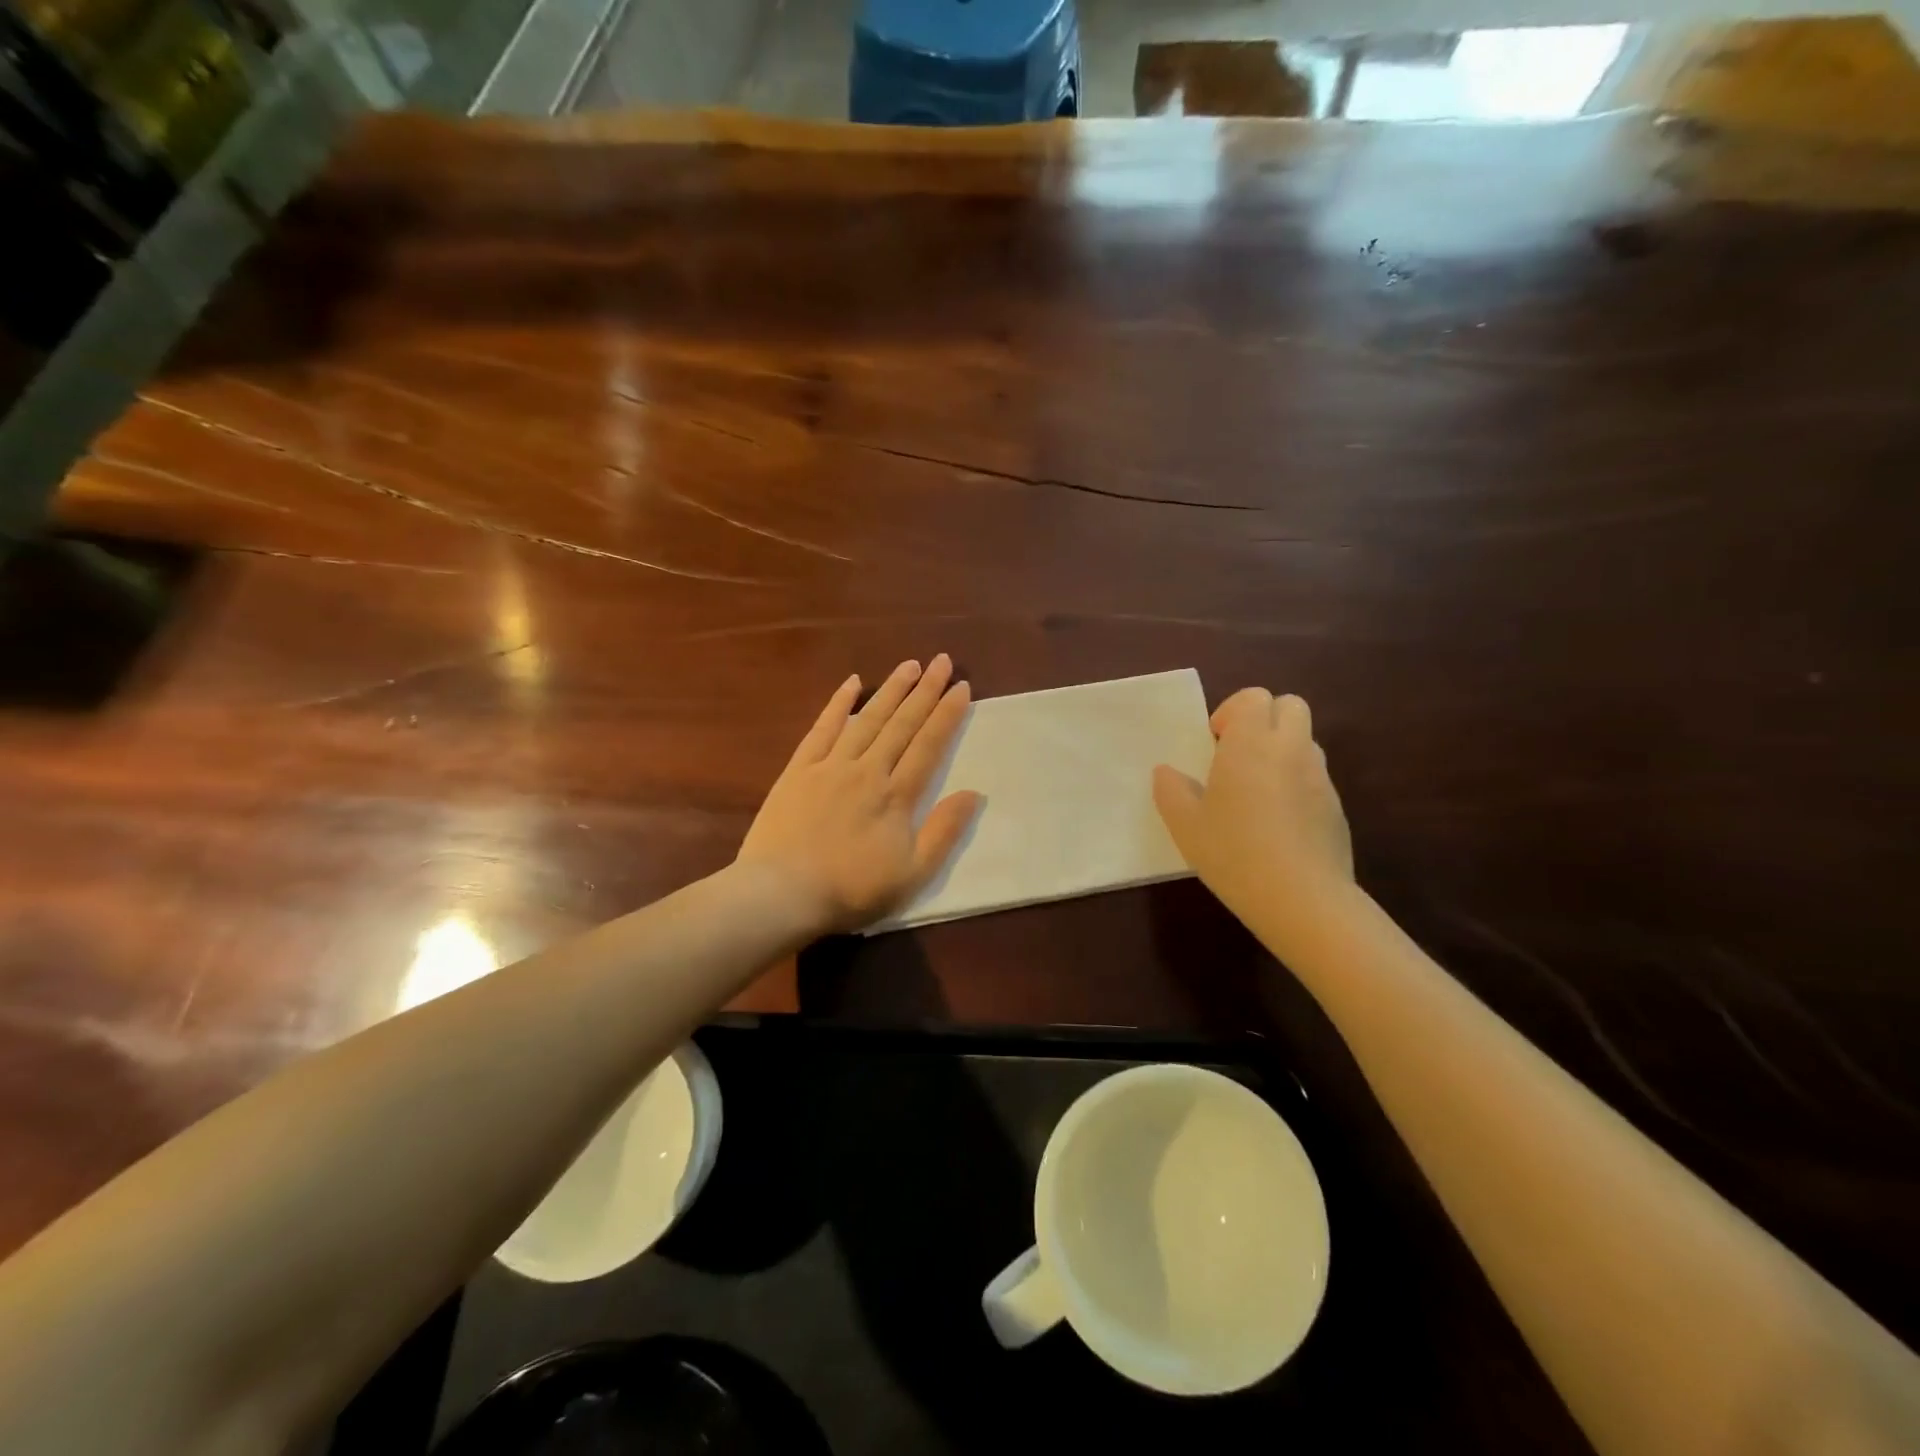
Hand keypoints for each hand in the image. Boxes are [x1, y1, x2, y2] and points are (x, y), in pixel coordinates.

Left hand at [737, 655, 980, 934]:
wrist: (782, 894)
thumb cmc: (852, 890)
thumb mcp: (912, 874)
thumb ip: (944, 831)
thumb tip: (974, 793)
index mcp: (896, 796)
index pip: (928, 745)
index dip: (947, 715)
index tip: (962, 687)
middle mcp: (867, 770)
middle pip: (902, 724)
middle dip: (925, 691)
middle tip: (943, 661)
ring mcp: (830, 766)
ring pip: (867, 719)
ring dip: (890, 690)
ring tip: (909, 665)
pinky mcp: (799, 770)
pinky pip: (822, 729)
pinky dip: (838, 704)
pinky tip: (851, 684)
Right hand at [1152, 689, 1352, 937]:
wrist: (1301, 899)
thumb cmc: (1233, 853)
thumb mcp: (1184, 824)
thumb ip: (1171, 790)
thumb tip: (1167, 772)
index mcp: (1251, 743)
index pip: (1254, 697)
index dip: (1232, 711)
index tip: (1215, 743)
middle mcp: (1290, 749)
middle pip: (1290, 706)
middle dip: (1264, 719)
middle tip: (1238, 755)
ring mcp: (1319, 777)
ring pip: (1305, 740)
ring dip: (1282, 750)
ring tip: (1257, 790)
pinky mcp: (1336, 806)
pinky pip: (1315, 776)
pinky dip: (1297, 783)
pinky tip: (1278, 822)